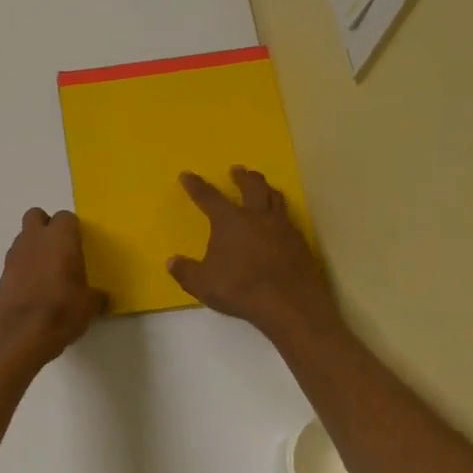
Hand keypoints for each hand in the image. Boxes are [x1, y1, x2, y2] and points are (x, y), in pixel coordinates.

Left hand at [0, 209, 107, 370]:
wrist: (20, 334)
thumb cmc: (61, 311)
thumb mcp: (88, 306)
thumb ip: (96, 297)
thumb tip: (103, 298)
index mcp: (60, 238)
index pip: (66, 218)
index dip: (73, 230)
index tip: (80, 247)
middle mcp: (34, 239)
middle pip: (36, 217)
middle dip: (46, 228)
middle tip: (60, 251)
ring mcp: (14, 256)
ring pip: (23, 238)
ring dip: (34, 248)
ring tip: (47, 274)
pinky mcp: (2, 275)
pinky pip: (15, 262)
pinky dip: (23, 269)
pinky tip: (33, 290)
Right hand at [168, 168, 341, 340]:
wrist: (289, 303)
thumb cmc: (240, 288)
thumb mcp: (202, 284)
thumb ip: (185, 271)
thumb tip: (172, 261)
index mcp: (229, 221)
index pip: (208, 197)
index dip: (196, 185)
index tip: (187, 175)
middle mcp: (256, 216)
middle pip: (251, 186)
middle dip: (242, 176)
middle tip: (237, 170)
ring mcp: (282, 226)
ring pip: (275, 197)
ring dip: (266, 188)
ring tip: (263, 186)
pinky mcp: (299, 241)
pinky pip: (289, 218)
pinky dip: (281, 212)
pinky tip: (280, 221)